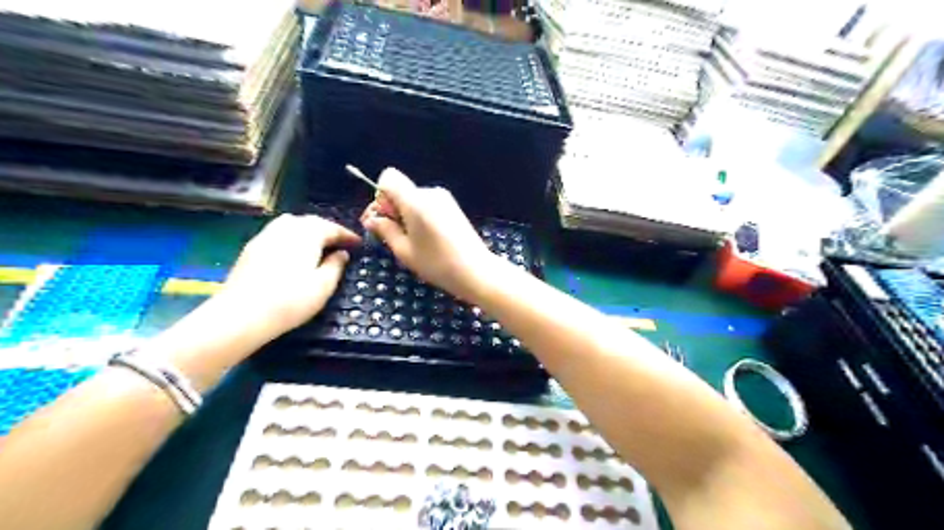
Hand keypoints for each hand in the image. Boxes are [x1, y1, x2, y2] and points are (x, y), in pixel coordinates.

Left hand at [217, 213, 361, 335]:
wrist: (242, 314)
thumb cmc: (291, 301)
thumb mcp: (323, 286)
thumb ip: (336, 266)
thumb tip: (342, 253)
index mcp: (308, 235)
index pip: (332, 228)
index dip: (347, 235)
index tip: (358, 243)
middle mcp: (287, 229)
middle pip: (311, 221)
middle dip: (328, 229)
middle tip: (340, 243)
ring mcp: (266, 236)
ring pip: (292, 223)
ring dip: (308, 230)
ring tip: (317, 244)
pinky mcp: (252, 248)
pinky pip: (277, 232)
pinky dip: (291, 236)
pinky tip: (293, 252)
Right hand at [360, 167, 493, 300]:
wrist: (475, 270)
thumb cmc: (436, 263)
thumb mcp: (404, 250)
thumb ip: (385, 230)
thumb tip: (372, 219)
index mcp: (415, 200)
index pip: (388, 177)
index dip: (380, 196)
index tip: (385, 218)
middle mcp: (430, 192)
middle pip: (401, 189)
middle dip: (391, 208)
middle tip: (390, 235)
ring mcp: (444, 198)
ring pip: (413, 198)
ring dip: (406, 214)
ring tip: (411, 241)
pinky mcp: (452, 207)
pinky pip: (427, 204)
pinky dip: (420, 216)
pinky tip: (426, 237)